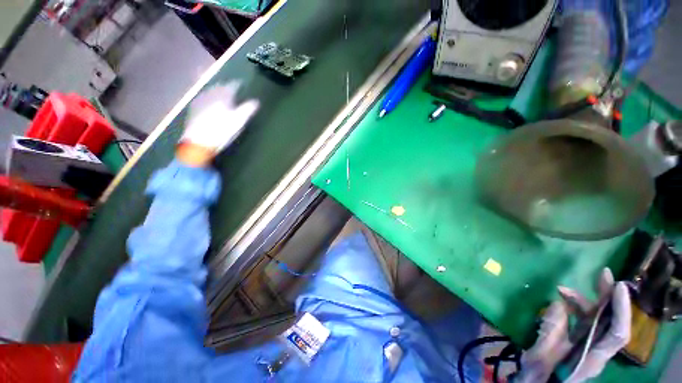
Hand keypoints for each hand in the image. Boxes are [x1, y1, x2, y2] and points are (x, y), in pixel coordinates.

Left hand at [177, 81, 258, 165]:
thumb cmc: (222, 130)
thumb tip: (256, 101)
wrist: (199, 141)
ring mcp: (200, 99)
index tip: (241, 85)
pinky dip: (210, 98)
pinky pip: (204, 97)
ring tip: (223, 96)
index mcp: (223, 95)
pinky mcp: (194, 107)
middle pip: (220, 87)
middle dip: (227, 87)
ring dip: (218, 92)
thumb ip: (247, 109)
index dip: (238, 85)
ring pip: (211, 91)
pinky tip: (211, 103)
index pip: (232, 86)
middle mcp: (210, 94)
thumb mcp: (239, 121)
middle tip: (233, 90)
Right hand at [517, 268, 630, 382]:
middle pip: (610, 321)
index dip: (621, 310)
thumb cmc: (540, 375)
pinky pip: (581, 321)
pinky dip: (573, 308)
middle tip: (602, 274)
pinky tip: (560, 301)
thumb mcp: (541, 354)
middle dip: (608, 297)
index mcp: (592, 356)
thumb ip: (550, 331)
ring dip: (582, 301)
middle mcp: (596, 349)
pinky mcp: (577, 340)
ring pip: (594, 318)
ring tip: (561, 289)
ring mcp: (587, 344)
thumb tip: (557, 304)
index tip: (617, 286)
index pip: (617, 333)